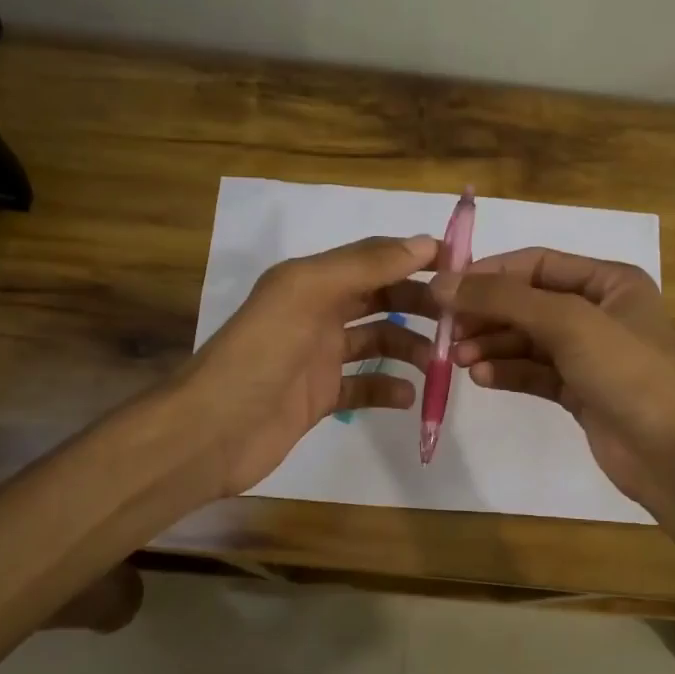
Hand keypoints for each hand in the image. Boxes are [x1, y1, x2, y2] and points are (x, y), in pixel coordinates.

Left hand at [180, 234, 441, 496]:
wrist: (213, 430)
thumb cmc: (261, 354)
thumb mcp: (309, 294)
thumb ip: (363, 266)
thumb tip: (422, 243)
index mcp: (311, 281)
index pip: (373, 259)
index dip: (414, 259)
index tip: (461, 268)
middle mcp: (316, 313)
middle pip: (379, 300)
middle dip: (417, 306)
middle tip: (457, 321)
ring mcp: (318, 358)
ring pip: (376, 344)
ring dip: (409, 349)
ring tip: (439, 364)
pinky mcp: (319, 398)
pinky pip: (363, 388)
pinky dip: (387, 390)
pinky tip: (409, 396)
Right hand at [444, 247, 674, 513]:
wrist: (670, 454)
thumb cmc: (627, 372)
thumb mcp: (567, 323)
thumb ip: (504, 300)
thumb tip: (443, 282)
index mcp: (610, 282)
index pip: (538, 264)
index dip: (491, 273)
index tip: (447, 288)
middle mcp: (599, 312)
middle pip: (529, 303)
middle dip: (489, 315)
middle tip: (448, 331)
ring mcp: (589, 354)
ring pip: (527, 340)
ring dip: (492, 346)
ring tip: (460, 359)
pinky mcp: (579, 391)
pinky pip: (534, 372)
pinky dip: (508, 372)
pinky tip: (482, 378)